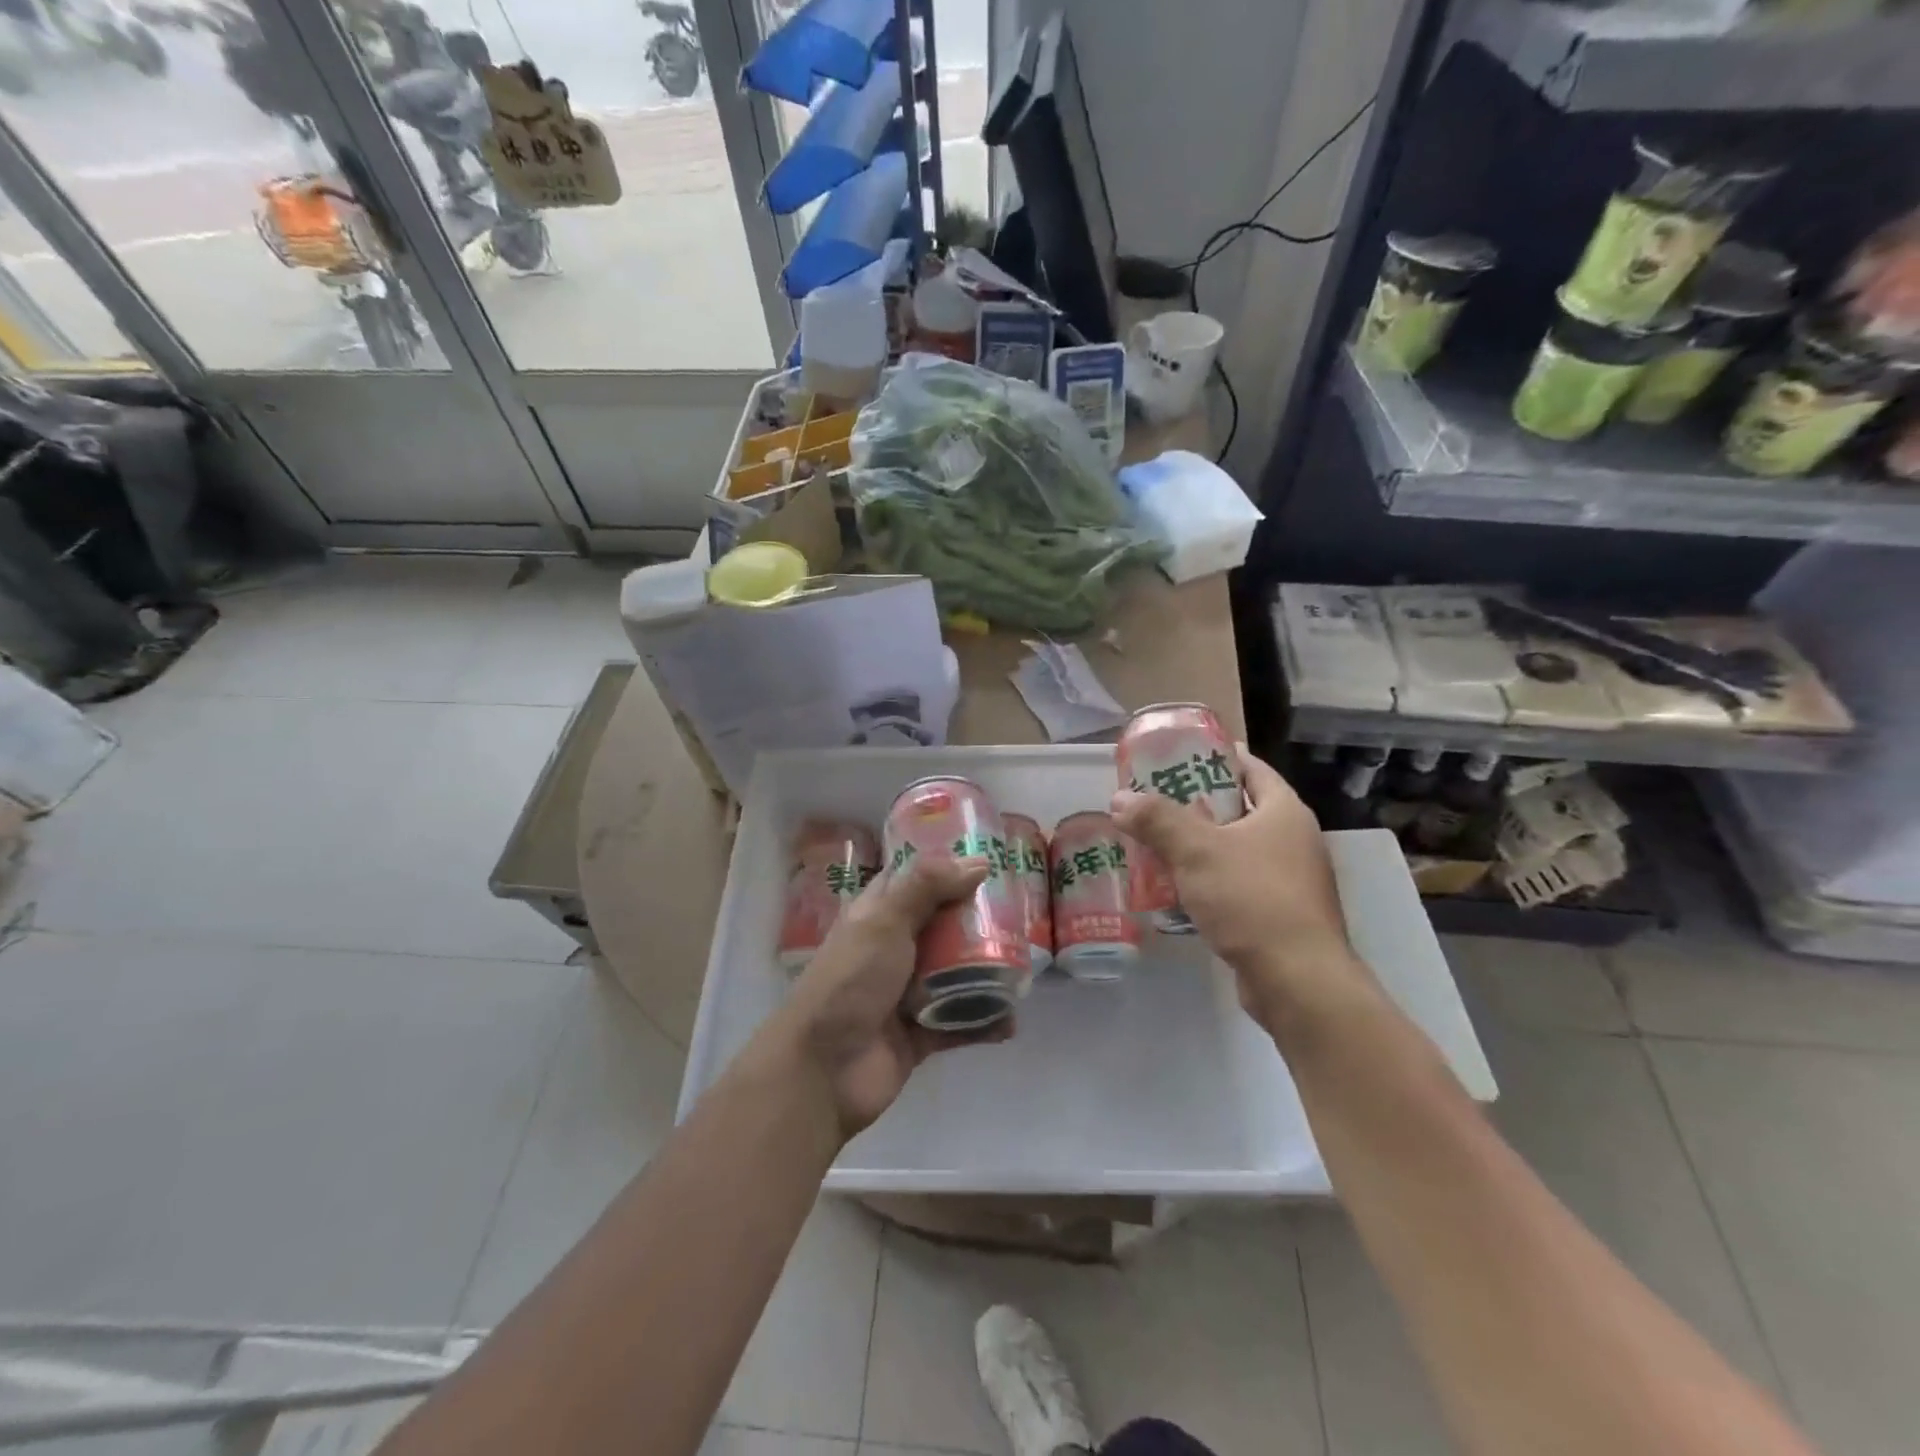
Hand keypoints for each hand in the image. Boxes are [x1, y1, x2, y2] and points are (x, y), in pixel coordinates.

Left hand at [781, 855, 1006, 1138]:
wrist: (822, 1069)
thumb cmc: (850, 981)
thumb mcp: (884, 921)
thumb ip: (928, 886)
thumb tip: (977, 861)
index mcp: (876, 915)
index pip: (912, 881)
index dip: (945, 869)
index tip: (988, 860)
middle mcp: (891, 949)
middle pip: (942, 926)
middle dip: (977, 921)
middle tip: (1020, 913)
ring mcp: (905, 993)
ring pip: (954, 974)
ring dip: (985, 972)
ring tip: (1024, 966)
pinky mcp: (919, 1034)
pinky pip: (958, 1023)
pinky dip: (983, 1023)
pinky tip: (1011, 1022)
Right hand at [1112, 744, 1368, 1025]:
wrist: (1297, 980)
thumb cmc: (1252, 898)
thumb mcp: (1196, 851)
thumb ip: (1157, 820)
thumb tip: (1119, 798)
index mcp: (1284, 811)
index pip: (1250, 767)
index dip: (1214, 757)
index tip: (1176, 756)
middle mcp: (1293, 839)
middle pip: (1239, 807)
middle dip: (1196, 804)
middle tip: (1153, 800)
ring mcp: (1290, 878)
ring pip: (1235, 848)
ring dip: (1199, 845)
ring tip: (1155, 841)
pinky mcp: (1280, 913)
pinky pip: (1237, 882)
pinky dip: (1208, 879)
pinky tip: (1176, 887)